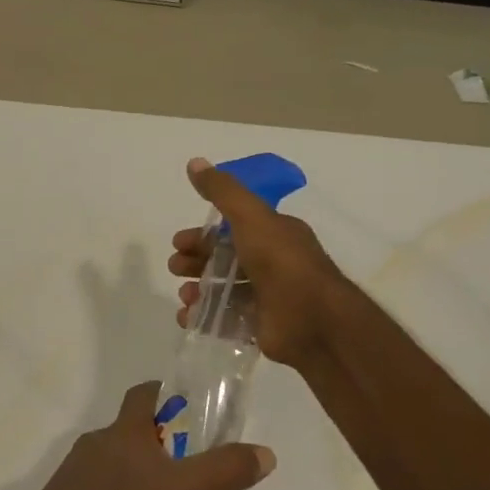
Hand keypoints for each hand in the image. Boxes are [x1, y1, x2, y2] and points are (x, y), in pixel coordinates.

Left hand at [13, 381, 275, 489]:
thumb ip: (224, 472)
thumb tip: (265, 453)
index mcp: (125, 430)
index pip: (143, 394)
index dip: (164, 393)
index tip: (184, 406)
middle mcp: (97, 440)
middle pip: (129, 429)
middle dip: (155, 441)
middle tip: (182, 466)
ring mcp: (75, 468)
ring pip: (112, 459)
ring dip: (134, 471)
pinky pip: (95, 486)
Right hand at [170, 156, 359, 368]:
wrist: (313, 320)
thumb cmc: (281, 262)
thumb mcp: (250, 217)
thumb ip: (222, 191)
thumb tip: (195, 162)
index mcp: (274, 234)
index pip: (231, 229)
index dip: (202, 234)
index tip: (178, 242)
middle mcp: (272, 263)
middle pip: (224, 259)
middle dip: (195, 261)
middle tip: (175, 268)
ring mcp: (267, 297)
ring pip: (223, 290)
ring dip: (197, 290)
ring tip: (185, 297)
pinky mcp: (261, 326)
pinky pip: (226, 320)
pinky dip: (204, 317)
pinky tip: (189, 317)